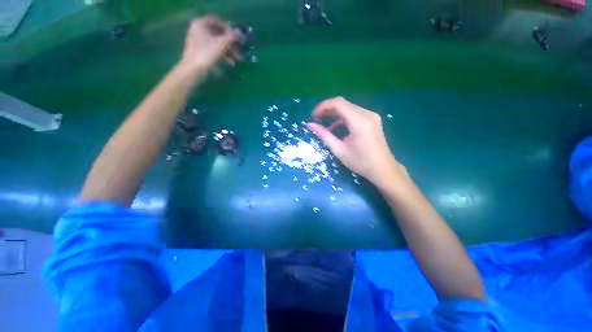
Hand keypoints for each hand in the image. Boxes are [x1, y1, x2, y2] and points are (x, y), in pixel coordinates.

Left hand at [179, 16, 241, 73]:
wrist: (193, 69)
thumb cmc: (206, 53)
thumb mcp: (221, 44)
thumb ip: (231, 37)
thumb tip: (239, 32)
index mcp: (200, 23)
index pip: (216, 21)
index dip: (227, 28)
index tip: (235, 36)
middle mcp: (198, 29)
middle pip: (217, 33)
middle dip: (229, 43)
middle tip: (238, 49)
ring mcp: (199, 40)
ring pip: (216, 42)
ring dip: (228, 50)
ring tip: (237, 59)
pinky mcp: (200, 50)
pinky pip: (213, 48)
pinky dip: (222, 54)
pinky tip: (230, 62)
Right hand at [307, 97, 407, 187]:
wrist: (383, 169)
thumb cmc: (360, 162)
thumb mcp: (339, 150)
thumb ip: (324, 135)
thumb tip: (310, 125)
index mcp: (359, 122)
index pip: (338, 103)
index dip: (323, 106)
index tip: (313, 115)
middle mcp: (367, 114)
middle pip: (343, 103)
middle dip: (327, 109)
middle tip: (316, 119)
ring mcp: (371, 116)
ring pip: (348, 108)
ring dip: (334, 113)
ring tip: (323, 122)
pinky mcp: (372, 119)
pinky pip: (354, 113)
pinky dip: (343, 118)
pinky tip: (336, 127)